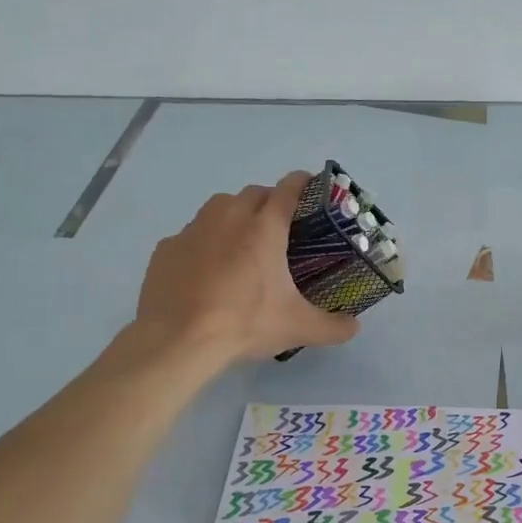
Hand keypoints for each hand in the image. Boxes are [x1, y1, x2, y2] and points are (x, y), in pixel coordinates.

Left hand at [131, 171, 360, 365]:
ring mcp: (193, 229)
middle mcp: (228, 217)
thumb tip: (354, 327)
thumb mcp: (297, 328)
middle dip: (269, 201)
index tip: (311, 186)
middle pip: (253, 193)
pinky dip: (203, 243)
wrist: (177, 339)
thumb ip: (333, 326)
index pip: (288, 189)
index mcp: (264, 228)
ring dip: (234, 216)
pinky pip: (191, 234)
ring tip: (241, 244)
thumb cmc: (244, 323)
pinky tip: (206, 270)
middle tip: (279, 227)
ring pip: (219, 207)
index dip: (302, 183)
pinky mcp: (166, 247)